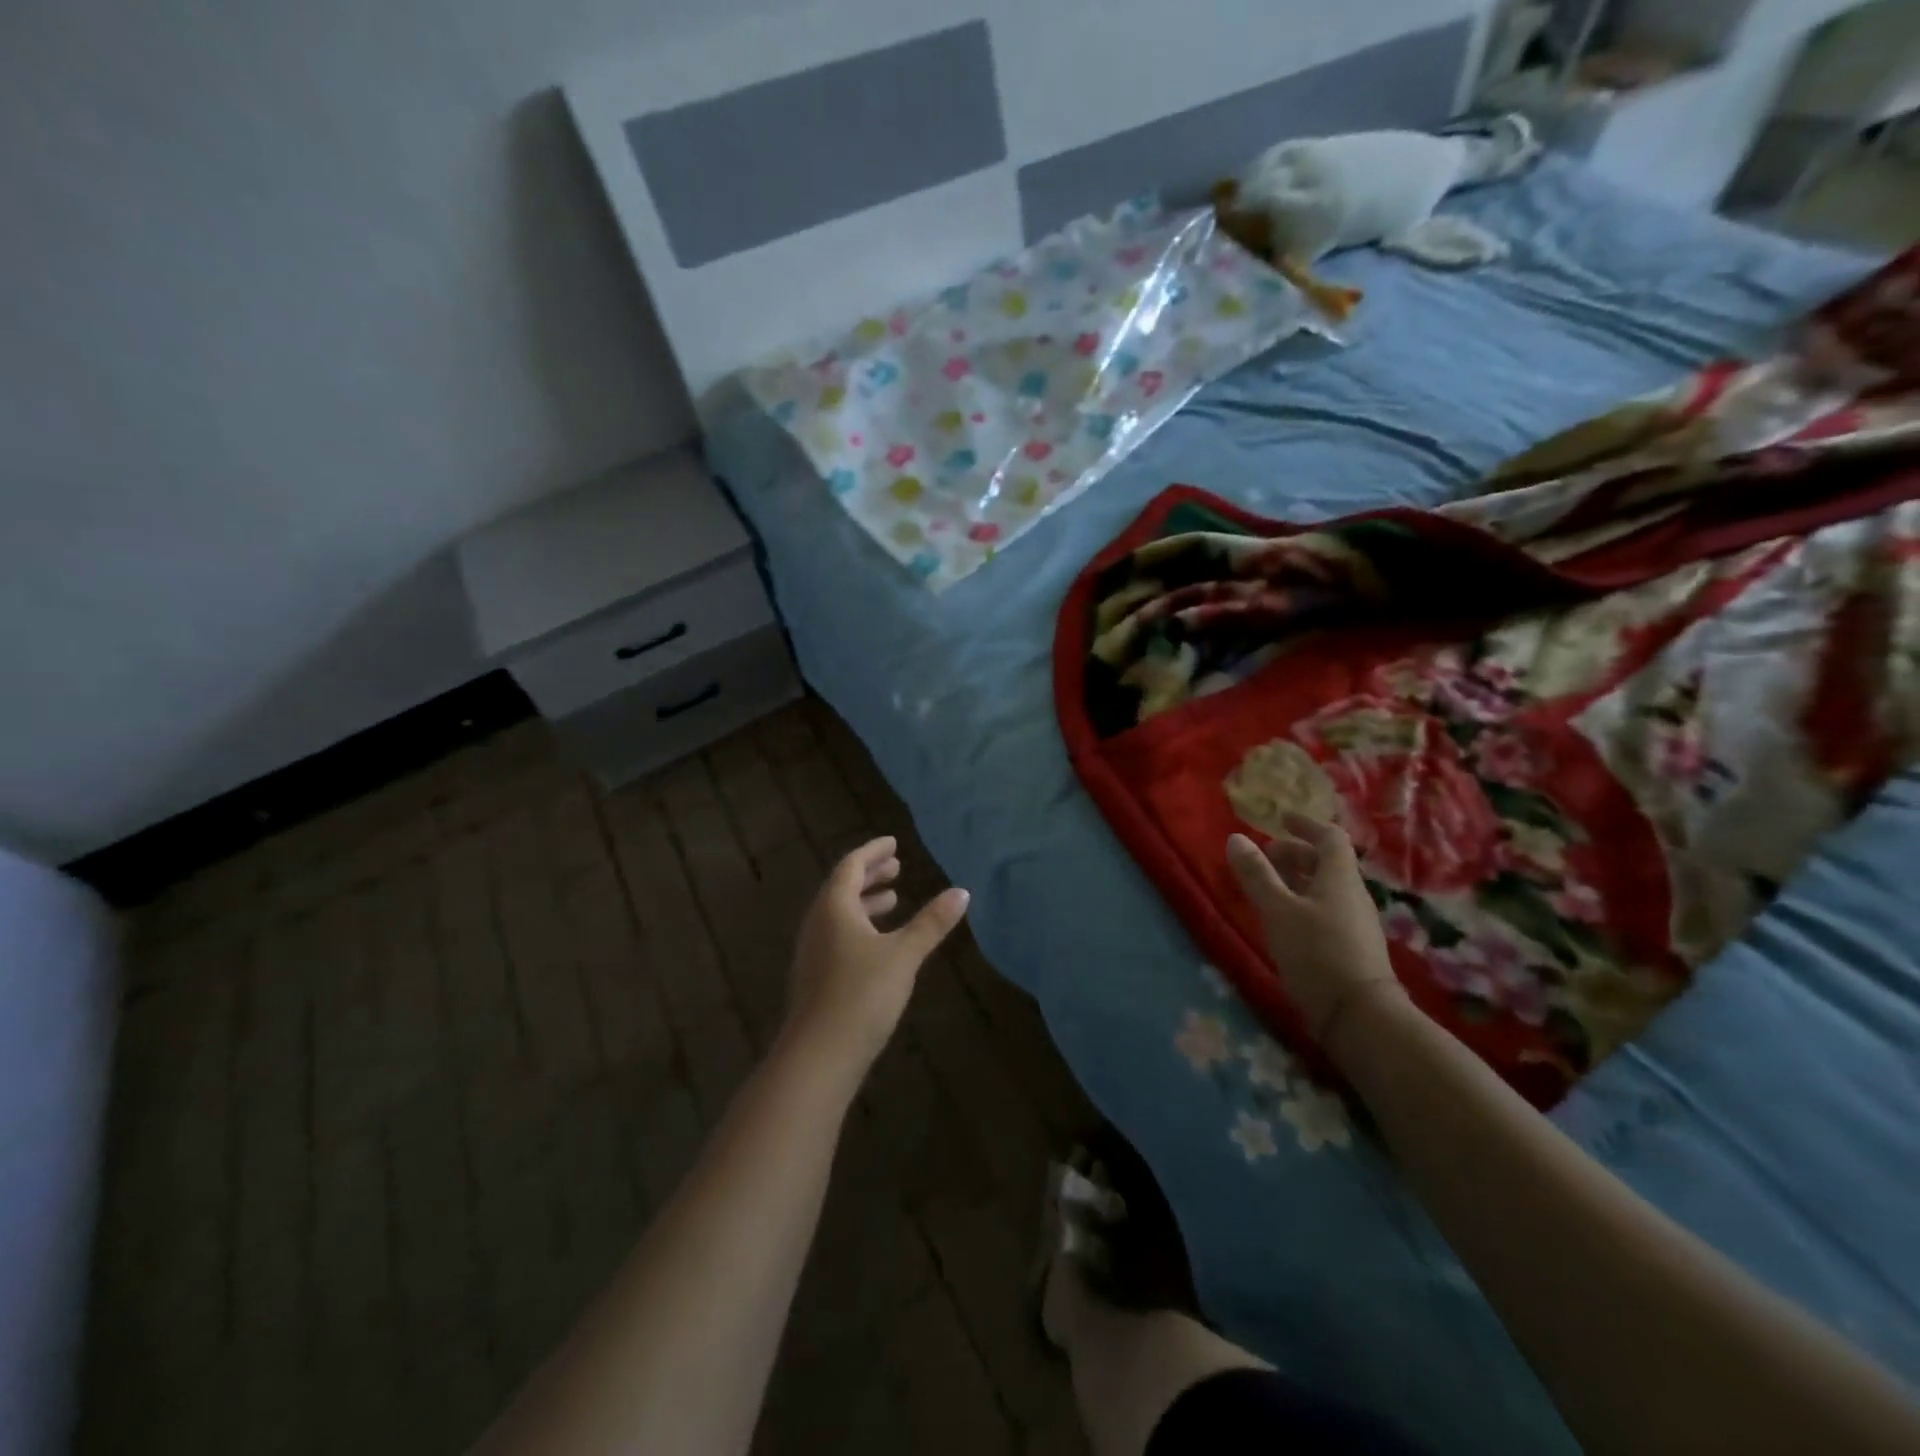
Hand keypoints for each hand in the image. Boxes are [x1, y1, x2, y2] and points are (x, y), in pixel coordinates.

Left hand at [785, 837, 969, 1072]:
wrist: (819, 1056)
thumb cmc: (862, 995)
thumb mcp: (903, 955)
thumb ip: (931, 923)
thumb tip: (962, 892)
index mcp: (833, 908)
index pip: (851, 866)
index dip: (873, 852)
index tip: (893, 843)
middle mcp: (818, 924)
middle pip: (842, 888)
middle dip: (870, 875)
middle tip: (897, 867)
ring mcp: (813, 952)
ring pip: (839, 914)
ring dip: (865, 902)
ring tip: (893, 900)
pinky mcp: (816, 978)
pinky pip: (838, 936)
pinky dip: (860, 926)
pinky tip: (879, 944)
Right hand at [1226, 813, 1406, 1058]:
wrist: (1360, 1015)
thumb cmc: (1316, 951)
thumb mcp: (1277, 910)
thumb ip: (1256, 874)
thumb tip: (1236, 837)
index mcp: (1339, 877)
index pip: (1329, 837)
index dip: (1306, 825)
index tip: (1281, 820)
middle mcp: (1352, 894)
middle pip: (1327, 862)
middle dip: (1296, 854)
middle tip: (1266, 857)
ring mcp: (1355, 922)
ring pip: (1326, 888)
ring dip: (1299, 879)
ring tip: (1269, 888)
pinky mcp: (1352, 947)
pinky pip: (1327, 910)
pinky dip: (1304, 903)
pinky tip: (1284, 921)